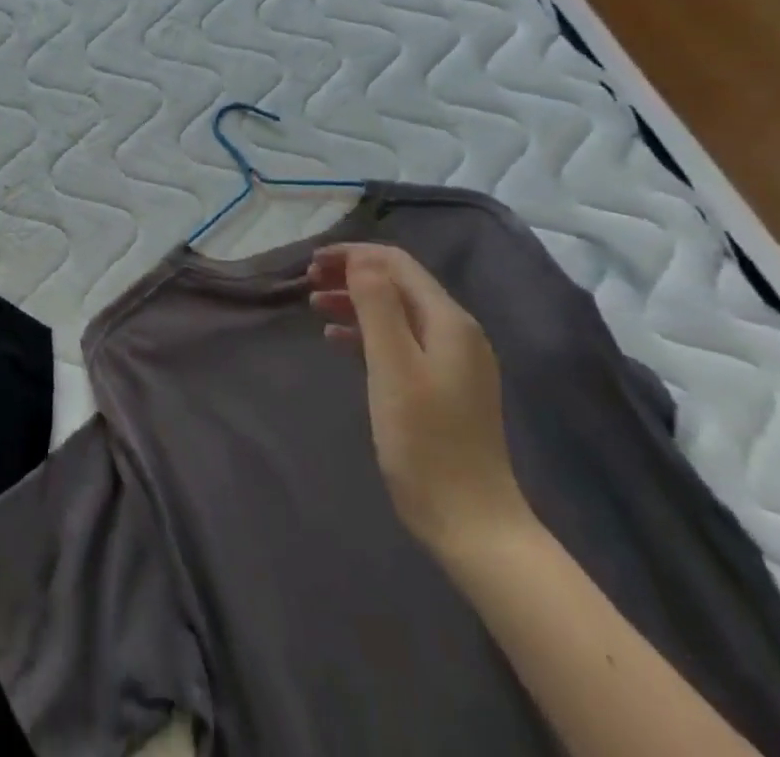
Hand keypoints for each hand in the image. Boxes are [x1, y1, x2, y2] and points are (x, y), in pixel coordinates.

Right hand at [309, 244, 532, 556]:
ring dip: (355, 302)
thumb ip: (377, 306)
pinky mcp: (443, 387)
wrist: (471, 524)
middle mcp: (456, 332)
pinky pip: (400, 341)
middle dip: (351, 275)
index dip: (353, 255)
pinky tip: (337, 341)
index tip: (311, 263)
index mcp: (448, 320)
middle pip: (397, 284)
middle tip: (308, 282)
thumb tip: (360, 258)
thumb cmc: (425, 442)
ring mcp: (453, 361)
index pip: (397, 264)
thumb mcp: (393, 367)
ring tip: (314, 305)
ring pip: (396, 312)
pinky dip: (367, 332)